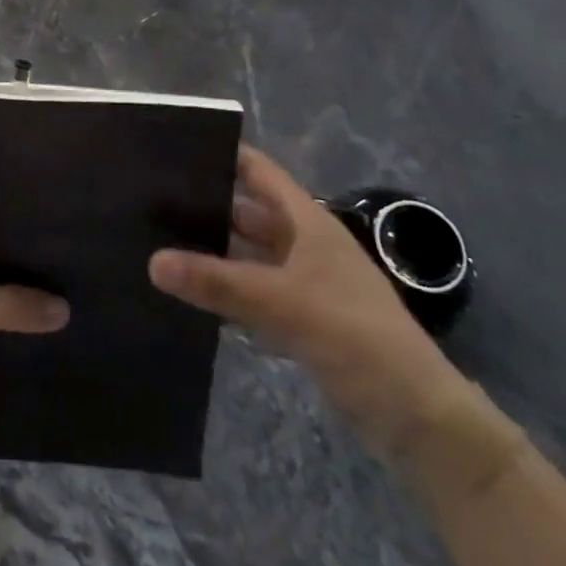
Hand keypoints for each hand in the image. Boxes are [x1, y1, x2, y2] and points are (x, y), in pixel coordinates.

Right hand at [149, 143, 469, 458]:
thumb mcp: (280, 303)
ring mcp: (303, 282)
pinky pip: (253, 291)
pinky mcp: (301, 318)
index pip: (257, 172)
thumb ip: (216, 282)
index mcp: (306, 221)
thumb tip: (152, 262)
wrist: (416, 416)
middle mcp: (304, 243)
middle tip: (149, 202)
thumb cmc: (353, 336)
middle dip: (205, 206)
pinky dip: (225, 289)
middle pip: (247, 213)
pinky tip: (189, 293)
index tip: (172, 149)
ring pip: (248, 254)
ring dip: (213, 251)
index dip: (221, 156)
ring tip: (157, 243)